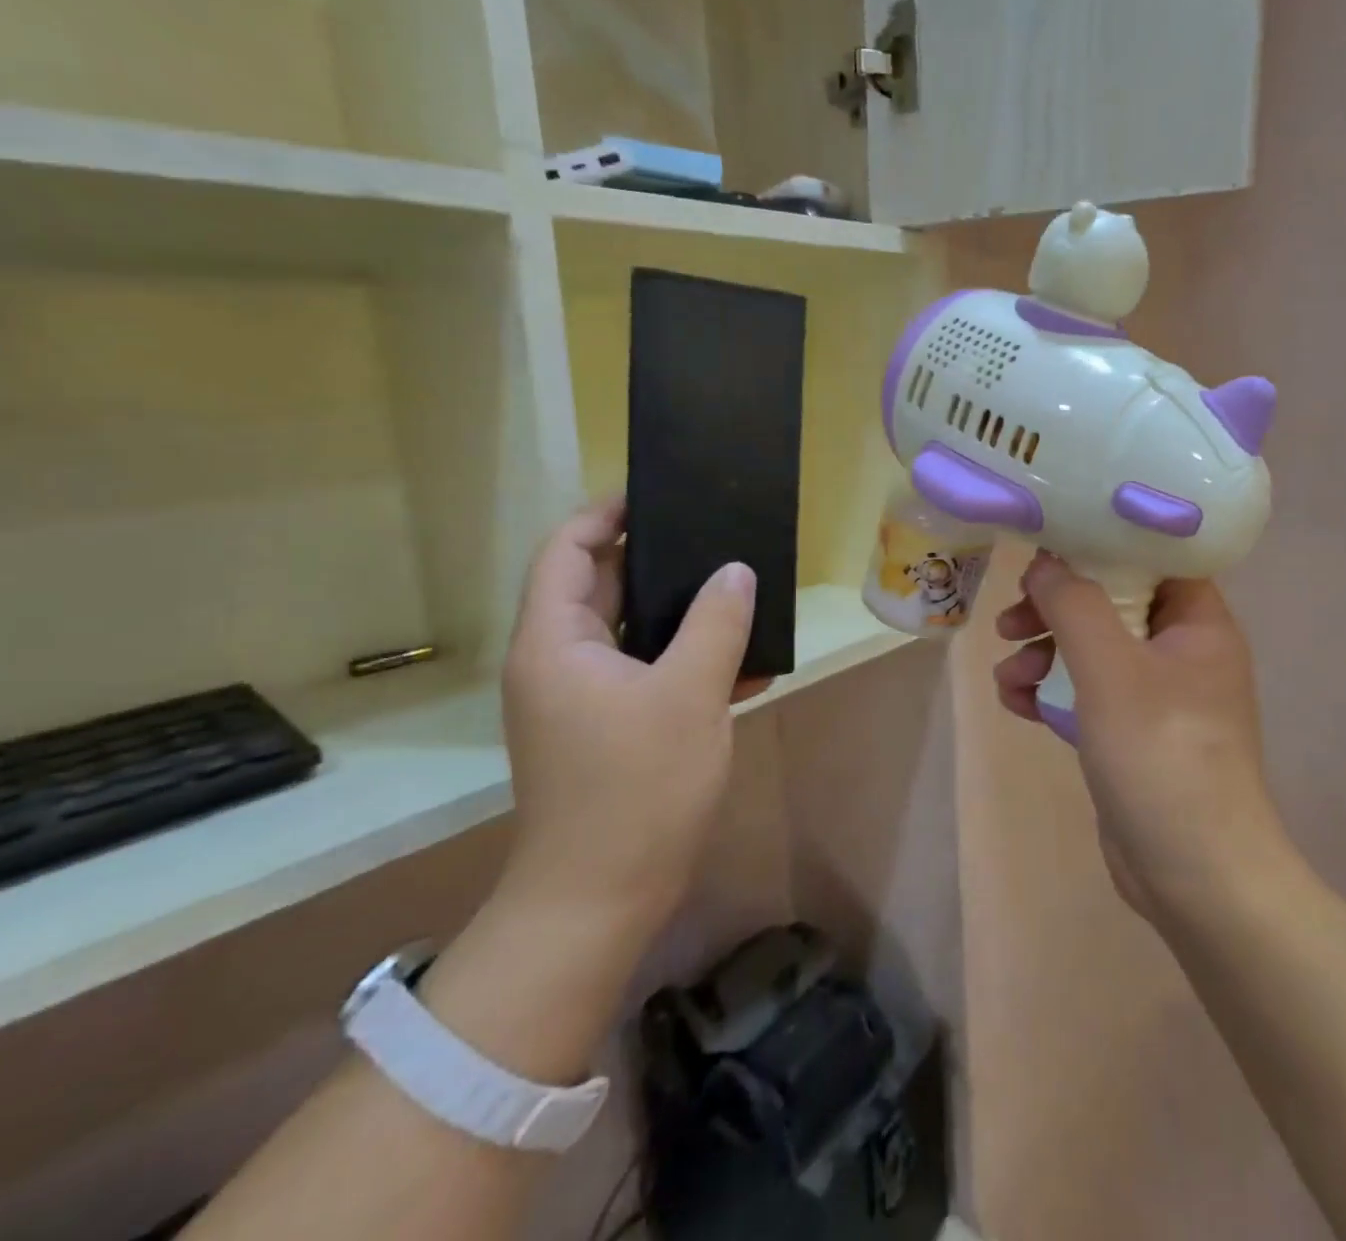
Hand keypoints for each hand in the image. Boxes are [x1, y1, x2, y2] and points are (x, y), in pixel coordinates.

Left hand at [498, 498, 767, 933]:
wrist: (602, 899)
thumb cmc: (637, 788)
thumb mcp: (689, 695)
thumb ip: (716, 623)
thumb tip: (735, 571)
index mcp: (556, 642)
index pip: (567, 551)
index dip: (605, 515)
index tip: (657, 495)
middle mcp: (559, 662)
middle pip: (602, 587)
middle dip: (658, 561)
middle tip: (716, 539)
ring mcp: (582, 699)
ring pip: (631, 633)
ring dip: (681, 615)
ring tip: (738, 594)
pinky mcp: (607, 729)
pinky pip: (646, 674)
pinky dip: (685, 662)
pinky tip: (741, 666)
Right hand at [992, 553, 1293, 921]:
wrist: (1193, 874)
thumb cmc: (1161, 753)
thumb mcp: (1110, 669)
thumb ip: (1073, 604)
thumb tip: (1043, 562)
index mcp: (1198, 622)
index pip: (1152, 557)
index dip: (1100, 544)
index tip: (1048, 545)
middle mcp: (1182, 650)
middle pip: (1111, 603)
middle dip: (1055, 610)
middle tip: (1011, 619)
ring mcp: (1157, 695)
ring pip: (1091, 651)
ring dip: (1043, 654)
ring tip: (1006, 677)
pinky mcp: (1131, 733)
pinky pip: (1085, 694)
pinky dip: (1050, 693)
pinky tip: (1016, 705)